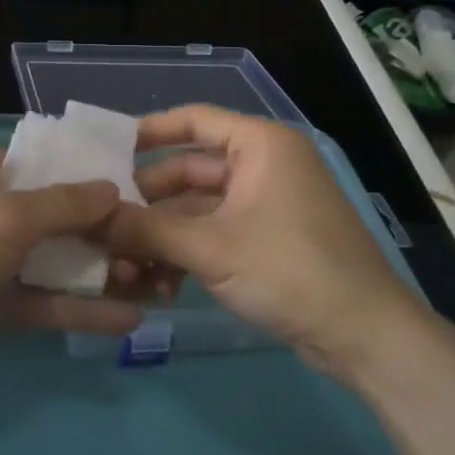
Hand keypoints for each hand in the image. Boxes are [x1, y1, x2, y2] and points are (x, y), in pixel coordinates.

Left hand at [0, 146, 142, 387]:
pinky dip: (78, 310)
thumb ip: (62, 205)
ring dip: (100, 274)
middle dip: (107, 234)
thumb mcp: (4, 217)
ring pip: (54, 263)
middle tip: (160, 249)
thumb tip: (112, 188)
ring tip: (157, 285)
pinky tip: (128, 319)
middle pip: (57, 219)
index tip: (143, 194)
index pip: (49, 169)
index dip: (94, 180)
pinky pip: (41, 303)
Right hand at [103, 105, 422, 373]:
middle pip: (189, 169)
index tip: (104, 149)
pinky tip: (161, 282)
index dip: (147, 131)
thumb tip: (90, 218)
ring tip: (126, 260)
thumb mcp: (210, 248)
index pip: (193, 120)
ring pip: (199, 206)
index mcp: (260, 145)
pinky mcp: (269, 236)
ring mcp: (268, 202)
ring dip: (164, 232)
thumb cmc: (289, 270)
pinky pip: (216, 230)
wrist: (364, 334)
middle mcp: (264, 164)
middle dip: (148, 198)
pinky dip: (189, 250)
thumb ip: (145, 229)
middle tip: (105, 219)